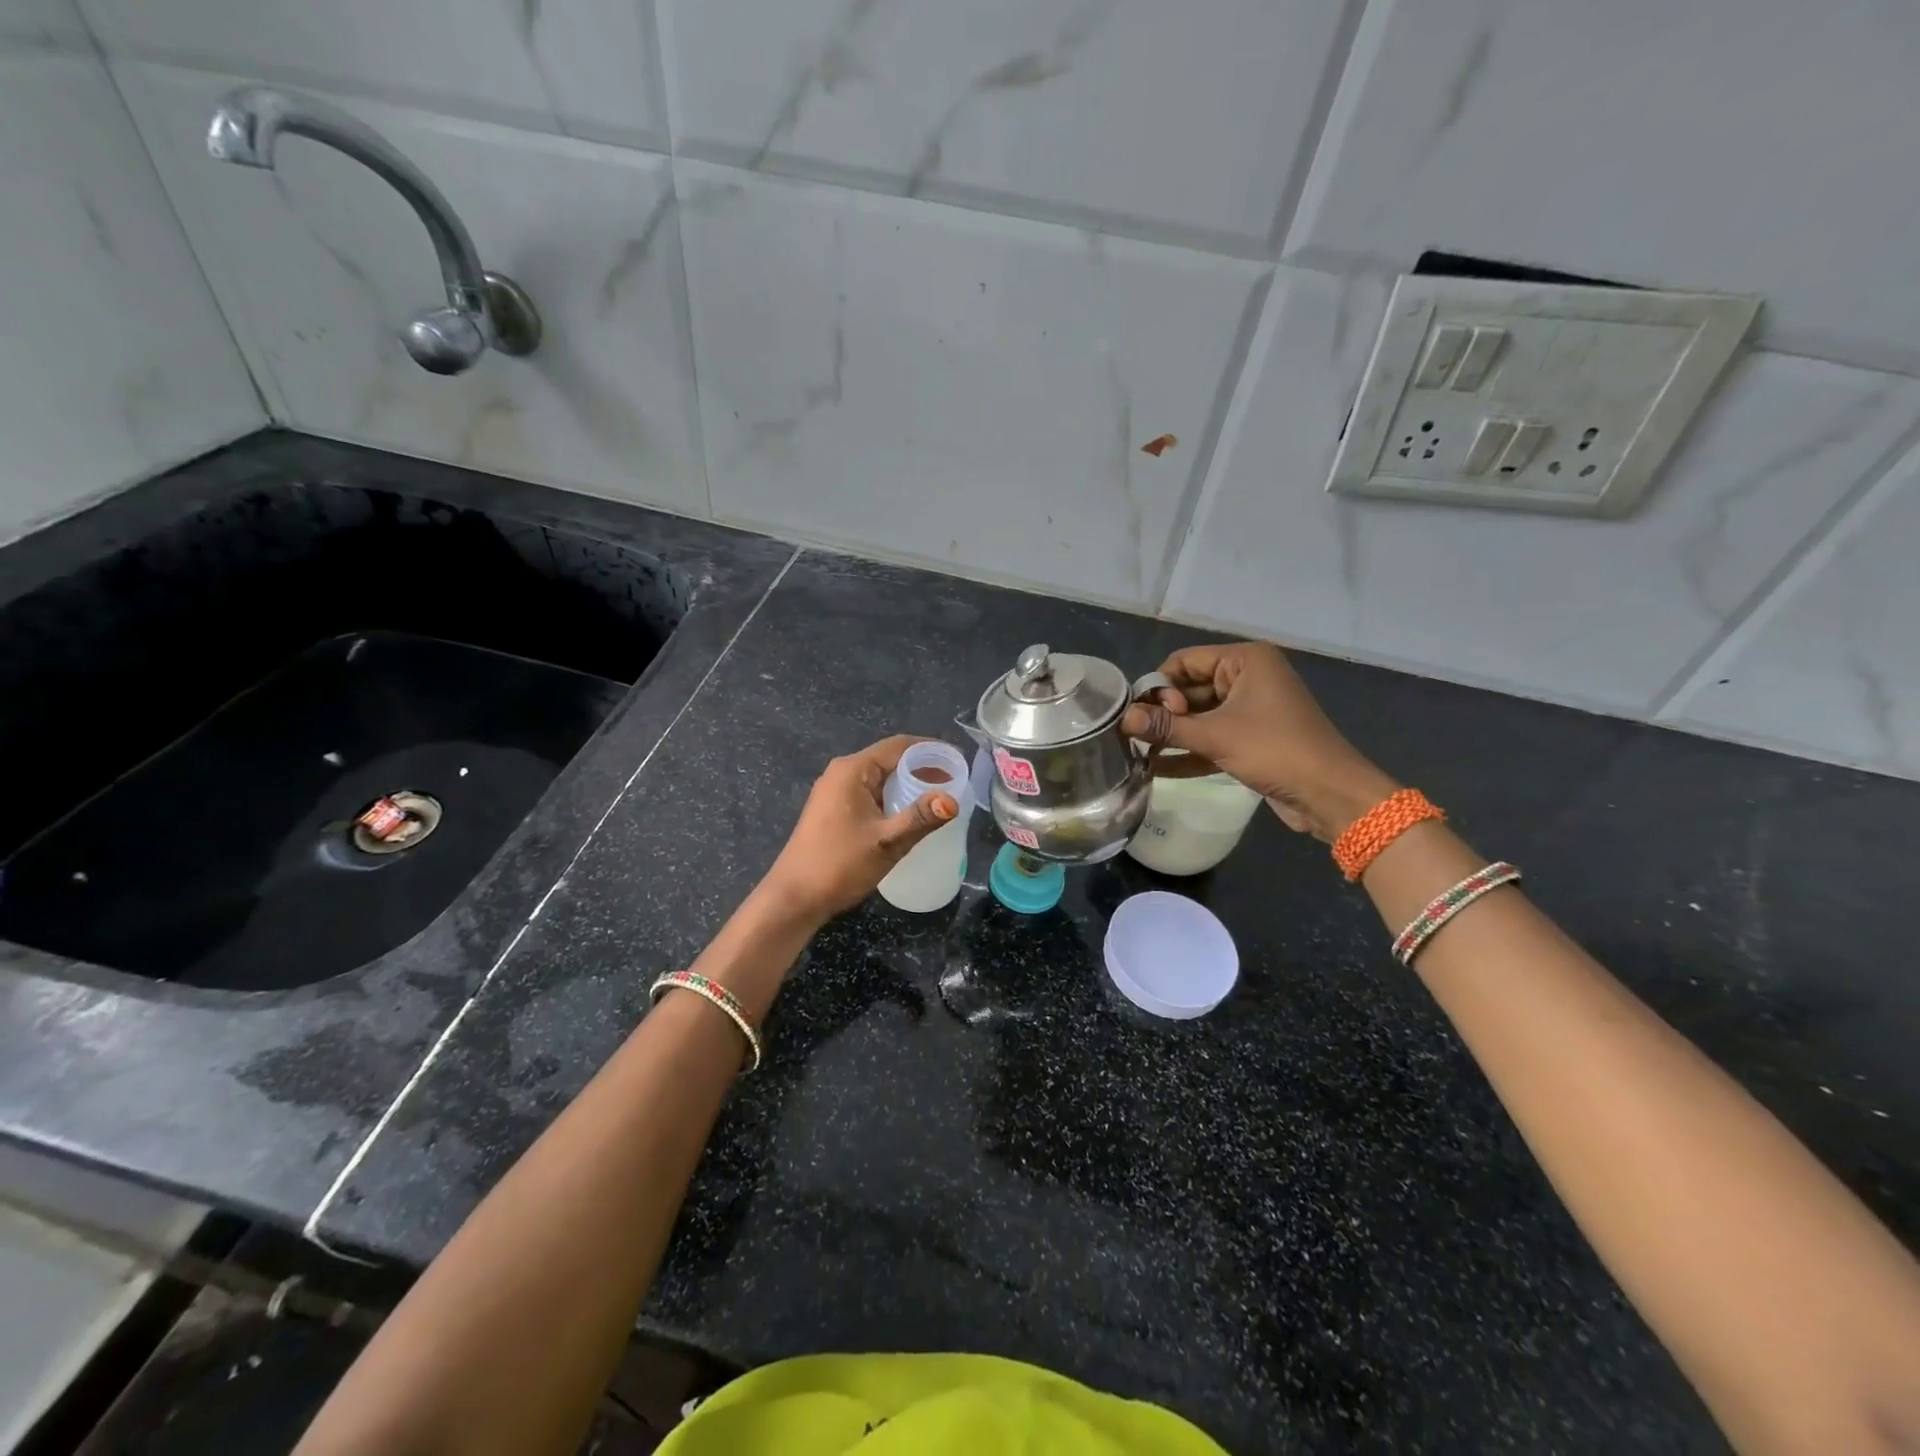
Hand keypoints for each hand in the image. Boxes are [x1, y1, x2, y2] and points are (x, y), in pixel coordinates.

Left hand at [762, 735, 958, 921]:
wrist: (794, 898)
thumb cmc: (839, 865)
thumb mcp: (887, 842)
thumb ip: (920, 818)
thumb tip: (952, 801)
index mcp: (853, 770)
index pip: (900, 746)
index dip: (932, 750)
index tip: (959, 761)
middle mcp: (842, 773)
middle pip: (890, 759)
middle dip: (923, 768)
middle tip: (955, 782)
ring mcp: (835, 791)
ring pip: (881, 777)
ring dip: (909, 784)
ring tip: (940, 797)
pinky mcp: (833, 809)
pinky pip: (871, 792)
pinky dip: (893, 797)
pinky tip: (910, 814)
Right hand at [1122, 642, 1397, 840]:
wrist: (1329, 794)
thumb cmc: (1275, 750)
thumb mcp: (1215, 736)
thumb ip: (1167, 727)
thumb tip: (1123, 720)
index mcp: (1245, 660)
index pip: (1185, 661)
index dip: (1159, 686)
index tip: (1141, 715)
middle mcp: (1248, 677)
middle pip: (1190, 688)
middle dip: (1163, 713)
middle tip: (1134, 737)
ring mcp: (1250, 709)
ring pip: (1199, 715)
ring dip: (1172, 734)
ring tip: (1136, 752)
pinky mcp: (1251, 738)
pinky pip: (1212, 737)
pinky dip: (1189, 751)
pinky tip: (1156, 768)